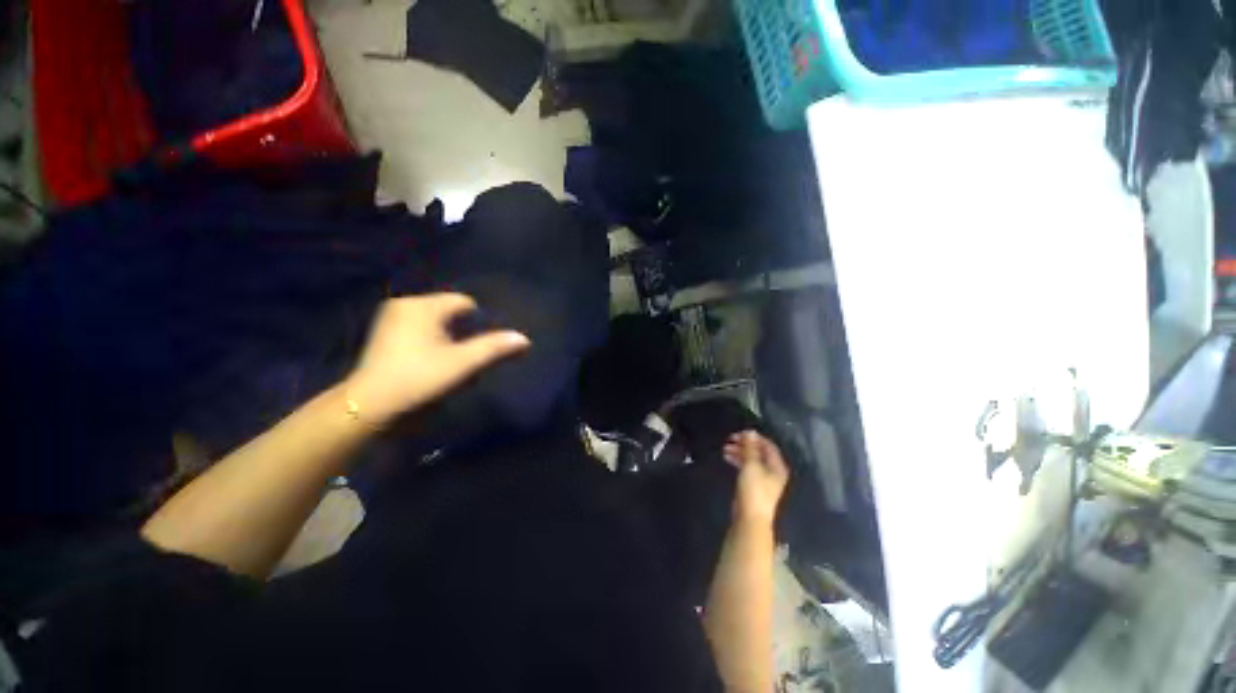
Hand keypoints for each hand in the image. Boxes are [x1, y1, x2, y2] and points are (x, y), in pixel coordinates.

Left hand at [344, 294, 529, 425]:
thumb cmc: (418, 379)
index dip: (478, 323)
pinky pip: (419, 327)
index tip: (476, 347)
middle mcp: (405, 304)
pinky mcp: (384, 331)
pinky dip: (430, 339)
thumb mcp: (462, 363)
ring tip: (446, 360)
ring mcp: (391, 317)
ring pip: (435, 320)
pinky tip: (427, 360)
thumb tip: (524, 338)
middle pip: (449, 311)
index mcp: (422, 306)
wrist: (369, 405)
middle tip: (463, 356)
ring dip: (447, 336)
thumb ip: (494, 347)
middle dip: (462, 331)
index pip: (464, 303)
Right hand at [723, 431, 788, 525]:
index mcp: (777, 466)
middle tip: (729, 440)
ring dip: (739, 452)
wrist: (750, 518)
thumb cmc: (754, 490)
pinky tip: (727, 458)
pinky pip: (747, 467)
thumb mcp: (751, 465)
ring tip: (725, 449)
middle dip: (744, 444)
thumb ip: (750, 448)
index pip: (767, 445)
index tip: (738, 433)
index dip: (754, 437)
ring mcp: (763, 479)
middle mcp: (772, 471)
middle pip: (759, 452)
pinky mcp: (754, 485)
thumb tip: (750, 431)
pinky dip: (738, 461)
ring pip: (751, 459)